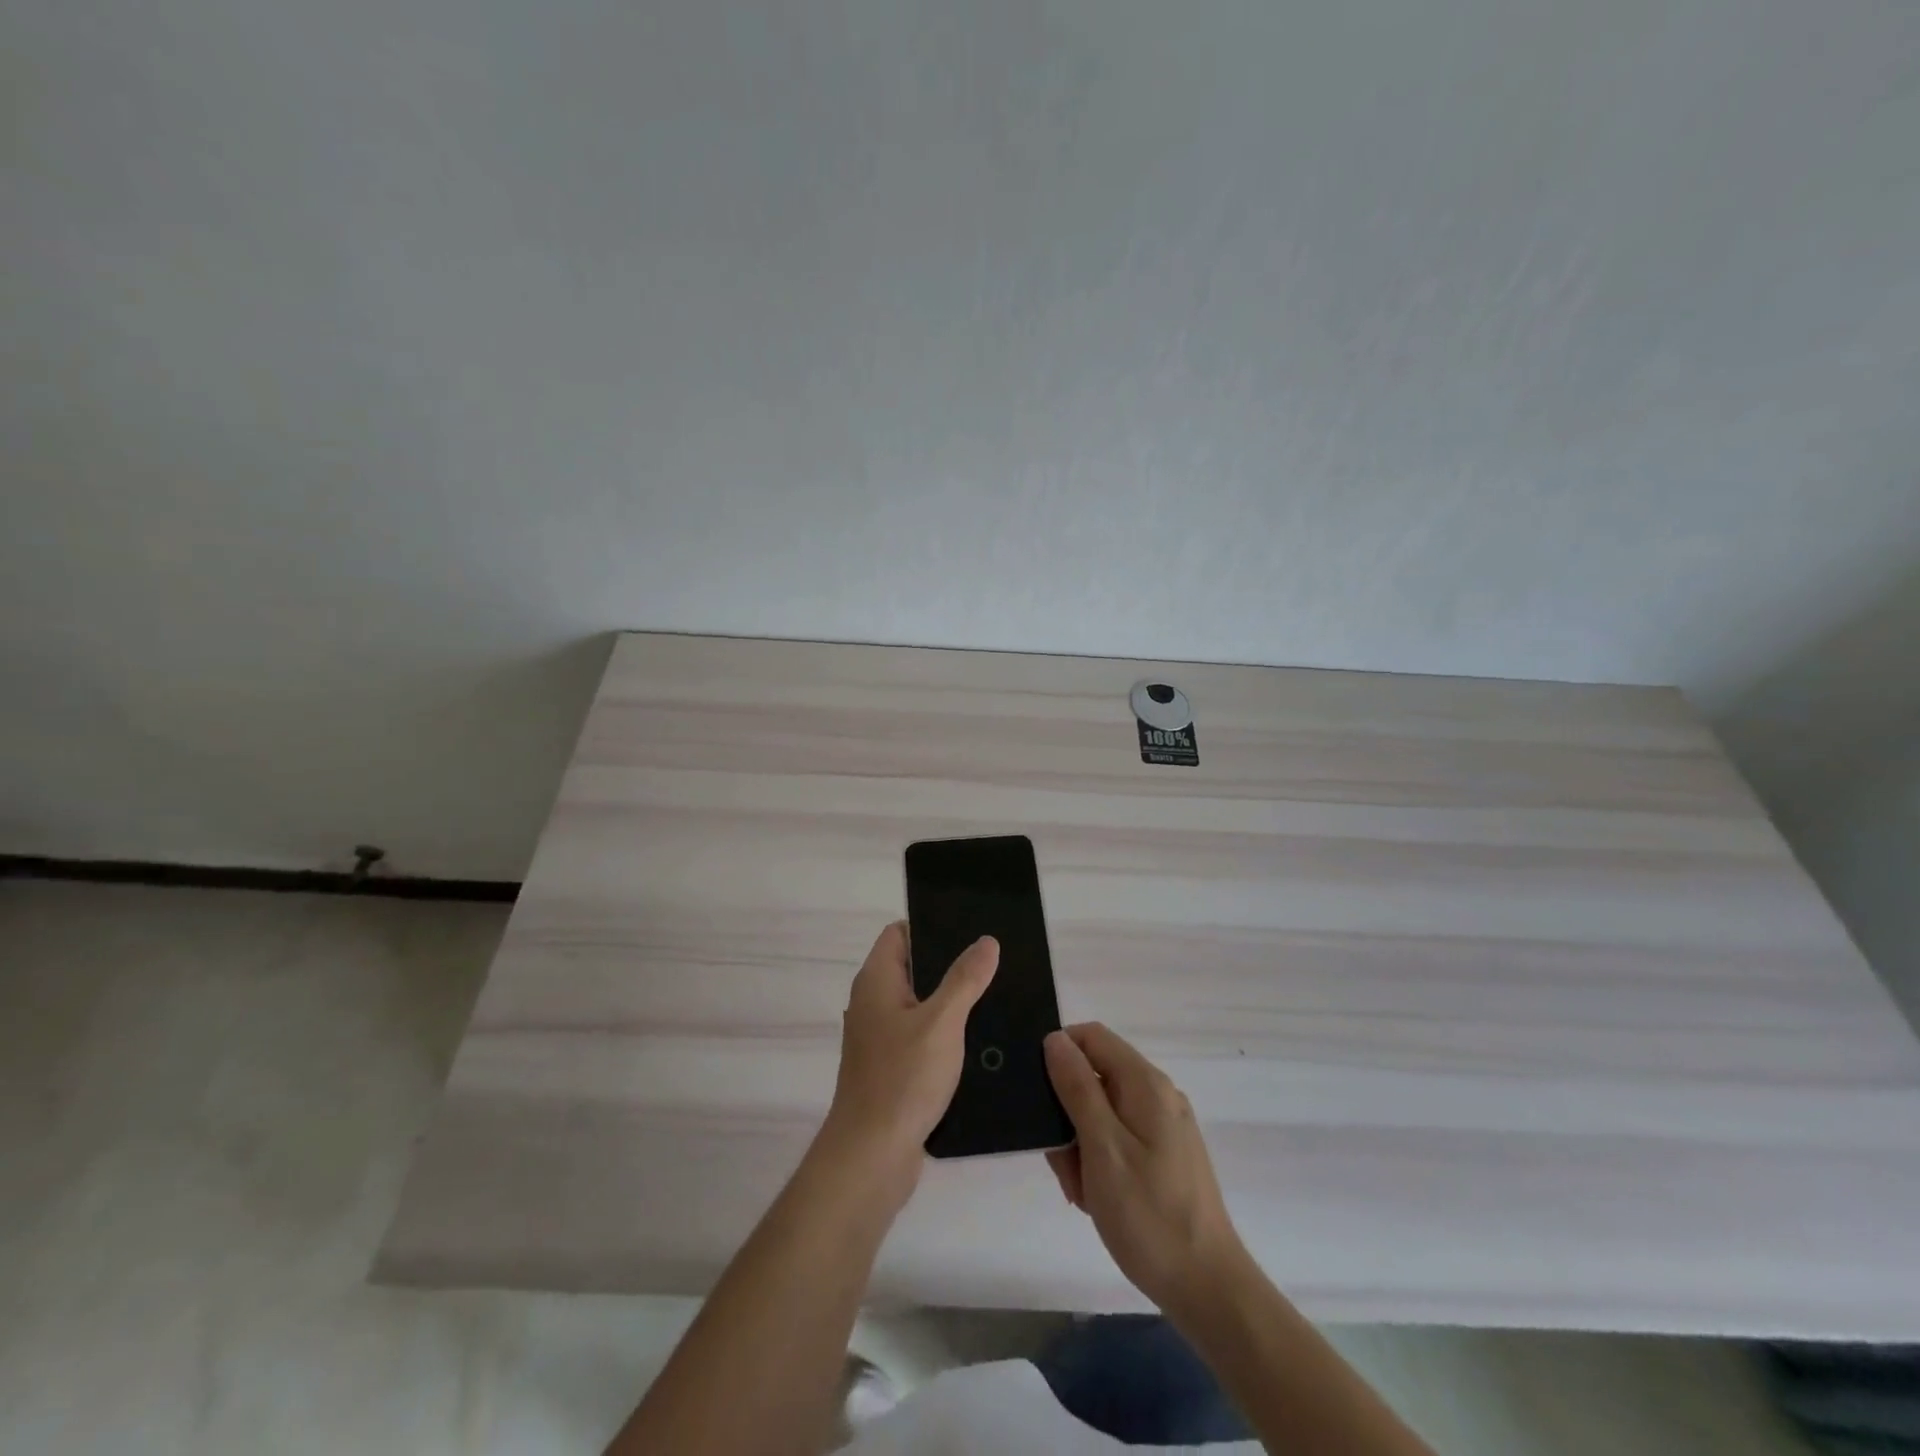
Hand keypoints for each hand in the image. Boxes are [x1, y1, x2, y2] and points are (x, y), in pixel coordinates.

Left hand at [821, 922, 998, 1198]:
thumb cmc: (902, 1079)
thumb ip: (965, 979)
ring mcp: (880, 1039)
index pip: (899, 933)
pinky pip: (921, 1038)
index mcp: (876, 981)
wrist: (871, 1158)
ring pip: (920, 1006)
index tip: (970, 928)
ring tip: (995, 997)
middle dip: (950, 965)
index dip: (931, 925)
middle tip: (994, 962)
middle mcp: (873, 1003)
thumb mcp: (942, 1022)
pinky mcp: (891, 1069)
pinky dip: (945, 1035)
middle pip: (913, 968)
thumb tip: (986, 941)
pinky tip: (978, 1042)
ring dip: (951, 1003)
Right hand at [1043, 1023, 1246, 1319]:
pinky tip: (1097, 1200)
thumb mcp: (1102, 1148)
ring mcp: (1163, 1126)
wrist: (1207, 1289)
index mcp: (1145, 1084)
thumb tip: (1055, 1038)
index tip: (1037, 1095)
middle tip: (1063, 1164)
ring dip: (1080, 1145)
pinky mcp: (1164, 1155)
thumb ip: (1077, 1088)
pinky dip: (1099, 1161)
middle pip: (1094, 1076)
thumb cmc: (1149, 1215)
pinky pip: (1117, 1139)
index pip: (1091, 1037)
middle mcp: (1157, 1095)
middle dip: (1067, 1114)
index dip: (1059, 1053)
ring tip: (1083, 1192)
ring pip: (1101, 1112)